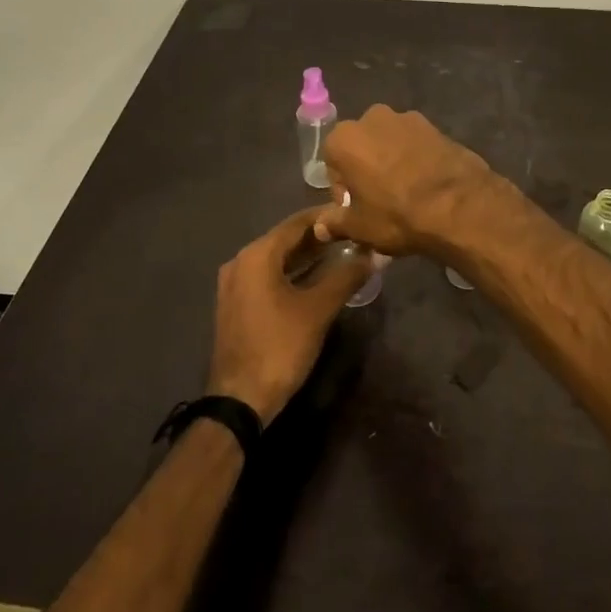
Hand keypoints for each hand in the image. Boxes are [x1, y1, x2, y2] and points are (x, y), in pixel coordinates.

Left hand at [206, 209, 372, 425]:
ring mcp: (235, 284)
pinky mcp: (237, 304)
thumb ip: (346, 276)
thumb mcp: (318, 309)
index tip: (354, 213)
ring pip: (277, 259)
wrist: (239, 399)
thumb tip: (374, 254)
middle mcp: (241, 262)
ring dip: (308, 256)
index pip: (296, 222)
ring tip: (343, 253)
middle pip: (285, 239)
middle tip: (354, 234)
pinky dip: (293, 273)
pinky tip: (318, 279)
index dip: (327, 216)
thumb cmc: (279, 346)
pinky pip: (269, 277)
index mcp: (257, 255)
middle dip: (320, 237)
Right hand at [315, 104, 498, 256]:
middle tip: (379, 201)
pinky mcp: (435, 126)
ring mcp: (407, 118)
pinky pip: (415, 143)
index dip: (343, 191)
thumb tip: (320, 227)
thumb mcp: (359, 227)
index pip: (332, 165)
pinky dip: (415, 158)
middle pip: (360, 147)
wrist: (460, 205)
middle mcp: (372, 118)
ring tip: (406, 193)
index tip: (356, 210)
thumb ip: (334, 223)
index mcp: (344, 138)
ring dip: (391, 161)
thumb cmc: (397, 215)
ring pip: (388, 143)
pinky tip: (426, 184)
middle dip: (365, 170)